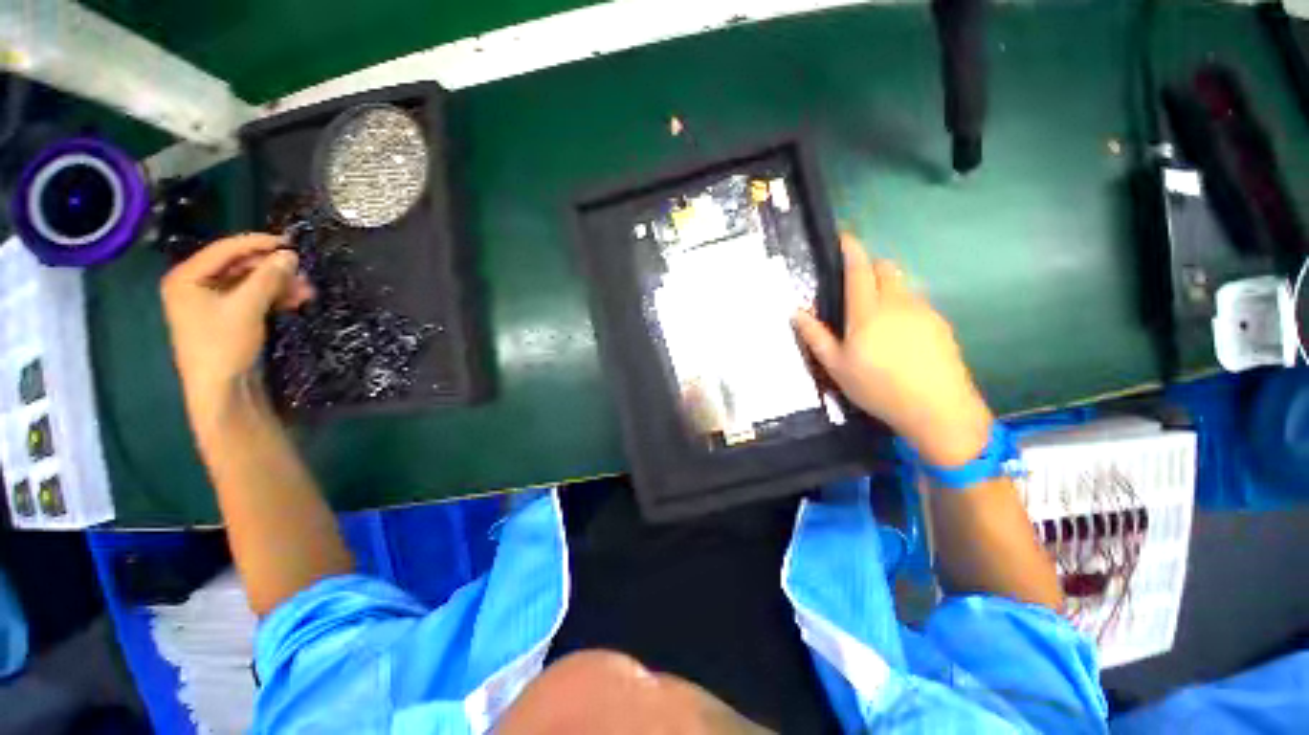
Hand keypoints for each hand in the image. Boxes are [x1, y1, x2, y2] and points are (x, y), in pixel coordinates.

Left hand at [161, 233, 312, 425]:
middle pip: (239, 266)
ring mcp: (211, 302)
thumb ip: (267, 277)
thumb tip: (290, 254)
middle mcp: (196, 285)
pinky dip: (273, 297)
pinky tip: (295, 300)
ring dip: (278, 284)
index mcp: (187, 277)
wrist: (221, 390)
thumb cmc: (223, 345)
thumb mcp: (246, 307)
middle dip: (273, 270)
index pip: (225, 249)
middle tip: (303, 273)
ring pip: (249, 283)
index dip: (258, 244)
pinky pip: (252, 297)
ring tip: (306, 291)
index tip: (290, 243)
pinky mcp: (227, 316)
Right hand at [793, 234, 991, 466]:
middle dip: (869, 267)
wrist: (938, 408)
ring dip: (886, 286)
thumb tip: (796, 312)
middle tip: (854, 287)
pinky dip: (902, 304)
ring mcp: (923, 311)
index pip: (859, 269)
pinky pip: (916, 301)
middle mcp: (897, 303)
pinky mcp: (940, 323)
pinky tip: (898, 333)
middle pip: (885, 268)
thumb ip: (816, 336)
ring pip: (902, 284)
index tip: (843, 237)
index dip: (851, 249)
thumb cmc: (878, 388)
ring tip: (875, 315)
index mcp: (867, 312)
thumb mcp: (836, 366)